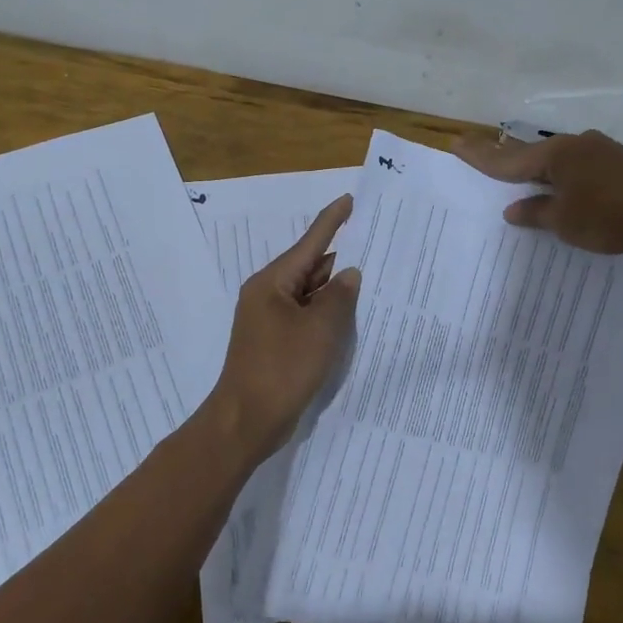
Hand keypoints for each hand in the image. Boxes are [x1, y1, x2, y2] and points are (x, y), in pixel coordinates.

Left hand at [210, 194, 360, 455]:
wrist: (246, 422)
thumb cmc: (282, 369)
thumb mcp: (319, 329)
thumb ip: (339, 296)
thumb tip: (349, 273)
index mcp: (272, 282)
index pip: (310, 242)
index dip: (332, 221)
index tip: (351, 200)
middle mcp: (269, 294)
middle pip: (310, 266)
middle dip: (341, 258)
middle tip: (376, 246)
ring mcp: (271, 319)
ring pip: (310, 293)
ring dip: (336, 289)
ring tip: (373, 277)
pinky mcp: (276, 341)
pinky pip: (307, 316)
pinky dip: (327, 313)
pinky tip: (352, 315)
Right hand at [451, 129, 622, 253]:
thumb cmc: (611, 216)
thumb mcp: (566, 222)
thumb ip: (537, 213)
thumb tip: (513, 209)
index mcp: (556, 156)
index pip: (508, 160)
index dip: (481, 156)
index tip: (456, 143)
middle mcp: (575, 145)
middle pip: (532, 153)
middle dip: (507, 157)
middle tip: (482, 154)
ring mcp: (600, 150)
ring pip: (558, 158)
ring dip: (538, 167)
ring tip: (521, 174)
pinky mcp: (620, 162)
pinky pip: (579, 165)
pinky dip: (563, 175)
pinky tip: (565, 185)